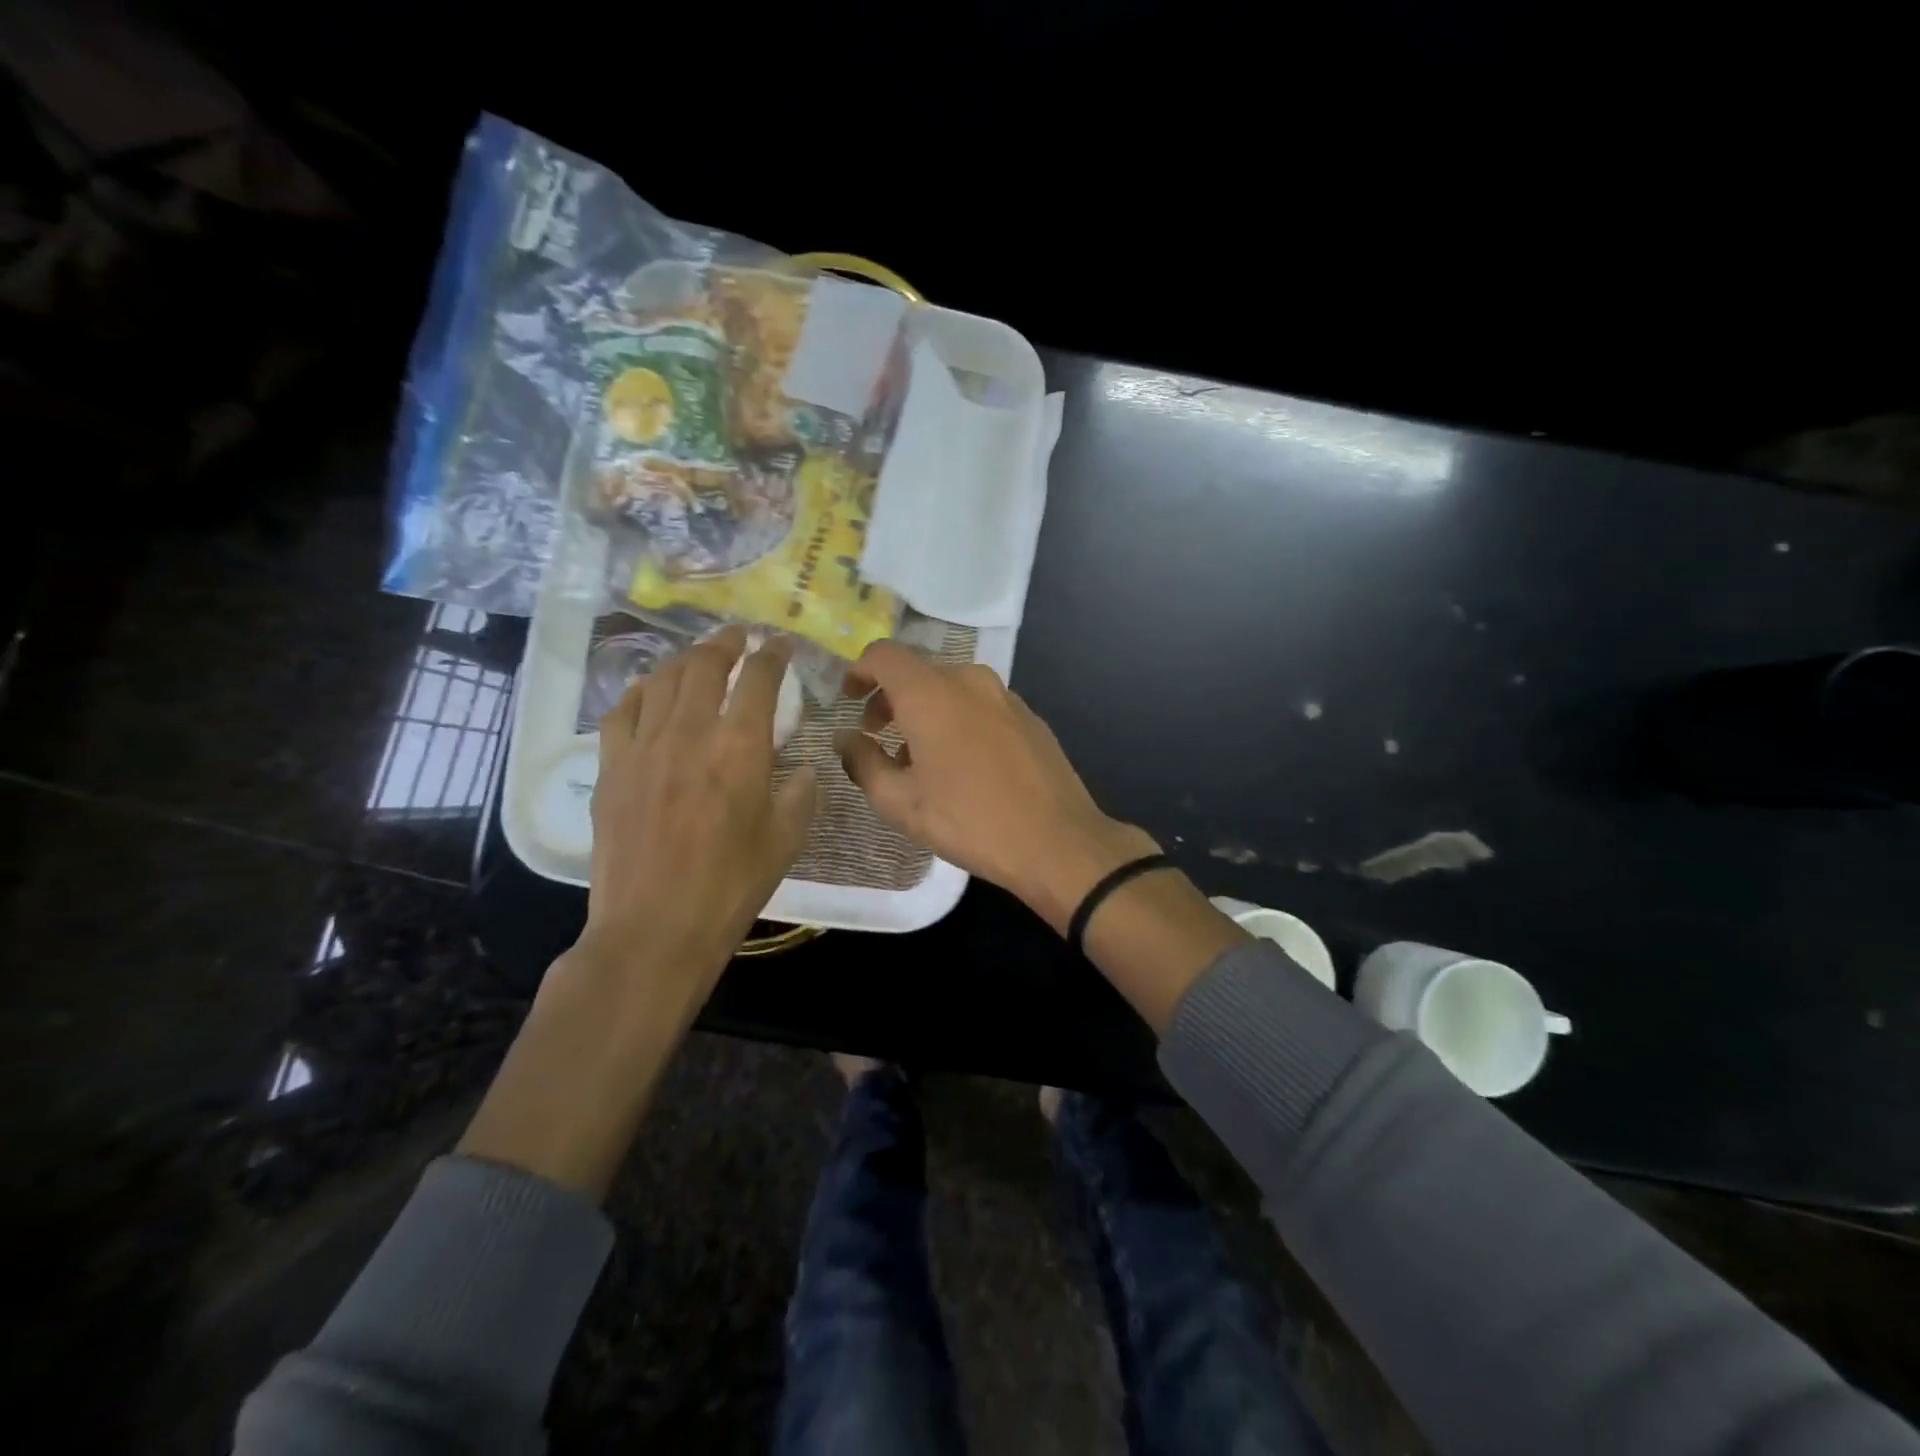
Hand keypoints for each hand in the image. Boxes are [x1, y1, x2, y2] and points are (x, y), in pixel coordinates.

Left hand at [583, 626, 816, 988]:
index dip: (772, 654)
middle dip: (726, 642)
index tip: (779, 644)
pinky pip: (623, 710)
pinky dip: (642, 690)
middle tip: (739, 636)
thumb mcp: (787, 840)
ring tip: (700, 657)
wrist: (654, 927)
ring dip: (686, 660)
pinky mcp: (612, 767)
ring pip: (662, 680)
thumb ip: (800, 793)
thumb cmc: (731, 886)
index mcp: (740, 747)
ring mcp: (643, 747)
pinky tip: (651, 692)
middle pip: (705, 665)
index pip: (758, 679)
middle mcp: (690, 732)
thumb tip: (803, 770)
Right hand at [835, 641, 1157, 930]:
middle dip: (891, 698)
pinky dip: (958, 720)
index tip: (849, 699)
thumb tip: (845, 739)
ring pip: (951, 689)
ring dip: (925, 711)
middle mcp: (969, 680)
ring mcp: (1005, 696)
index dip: (860, 671)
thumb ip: (863, 762)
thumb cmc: (968, 820)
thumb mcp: (900, 802)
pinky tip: (962, 765)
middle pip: (919, 672)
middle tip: (877, 736)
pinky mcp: (1029, 717)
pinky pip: (980, 705)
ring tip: (919, 758)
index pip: (884, 655)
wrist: (1056, 841)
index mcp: (931, 693)